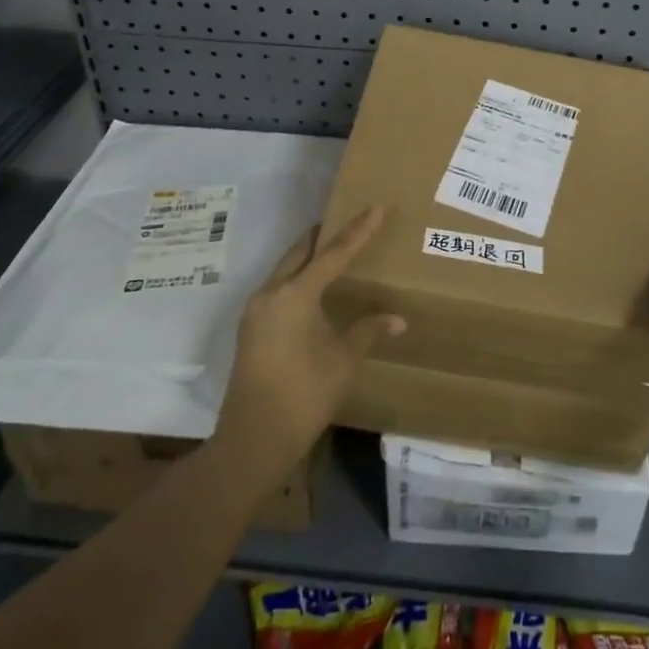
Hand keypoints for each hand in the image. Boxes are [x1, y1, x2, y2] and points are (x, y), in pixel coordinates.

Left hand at [214, 208, 403, 471]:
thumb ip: (368, 331)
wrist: (253, 440)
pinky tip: (313, 287)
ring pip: (285, 268)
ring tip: (334, 250)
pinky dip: (297, 276)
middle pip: (301, 252)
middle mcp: (271, 292)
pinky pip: (277, 287)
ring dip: (308, 256)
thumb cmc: (304, 395)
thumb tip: (398, 319)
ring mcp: (256, 310)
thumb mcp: (344, 361)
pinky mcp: (251, 327)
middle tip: (350, 221)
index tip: (375, 208)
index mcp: (296, 294)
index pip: (333, 253)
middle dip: (325, 235)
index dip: (358, 231)